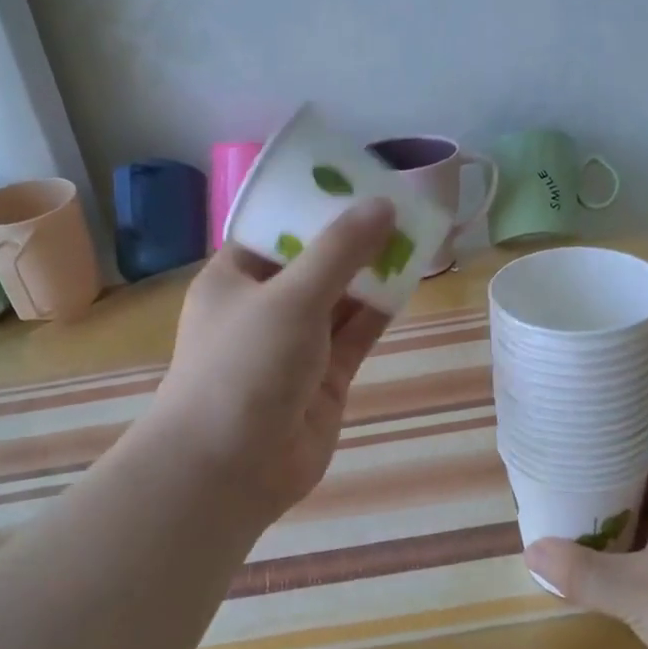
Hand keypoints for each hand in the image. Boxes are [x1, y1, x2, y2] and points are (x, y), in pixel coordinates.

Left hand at [145, 200, 397, 525]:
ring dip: (372, 272)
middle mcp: (264, 308)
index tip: (357, 180)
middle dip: (353, 238)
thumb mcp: (290, 297)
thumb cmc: (245, 367)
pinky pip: (356, 334)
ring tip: (416, 233)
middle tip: (399, 203)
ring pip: (340, 299)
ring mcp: (296, 345)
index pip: (276, 229)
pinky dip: (379, 310)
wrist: (231, 468)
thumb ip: (340, 251)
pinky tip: (410, 280)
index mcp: (235, 278)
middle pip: (314, 262)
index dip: (315, 204)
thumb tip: (383, 205)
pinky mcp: (324, 378)